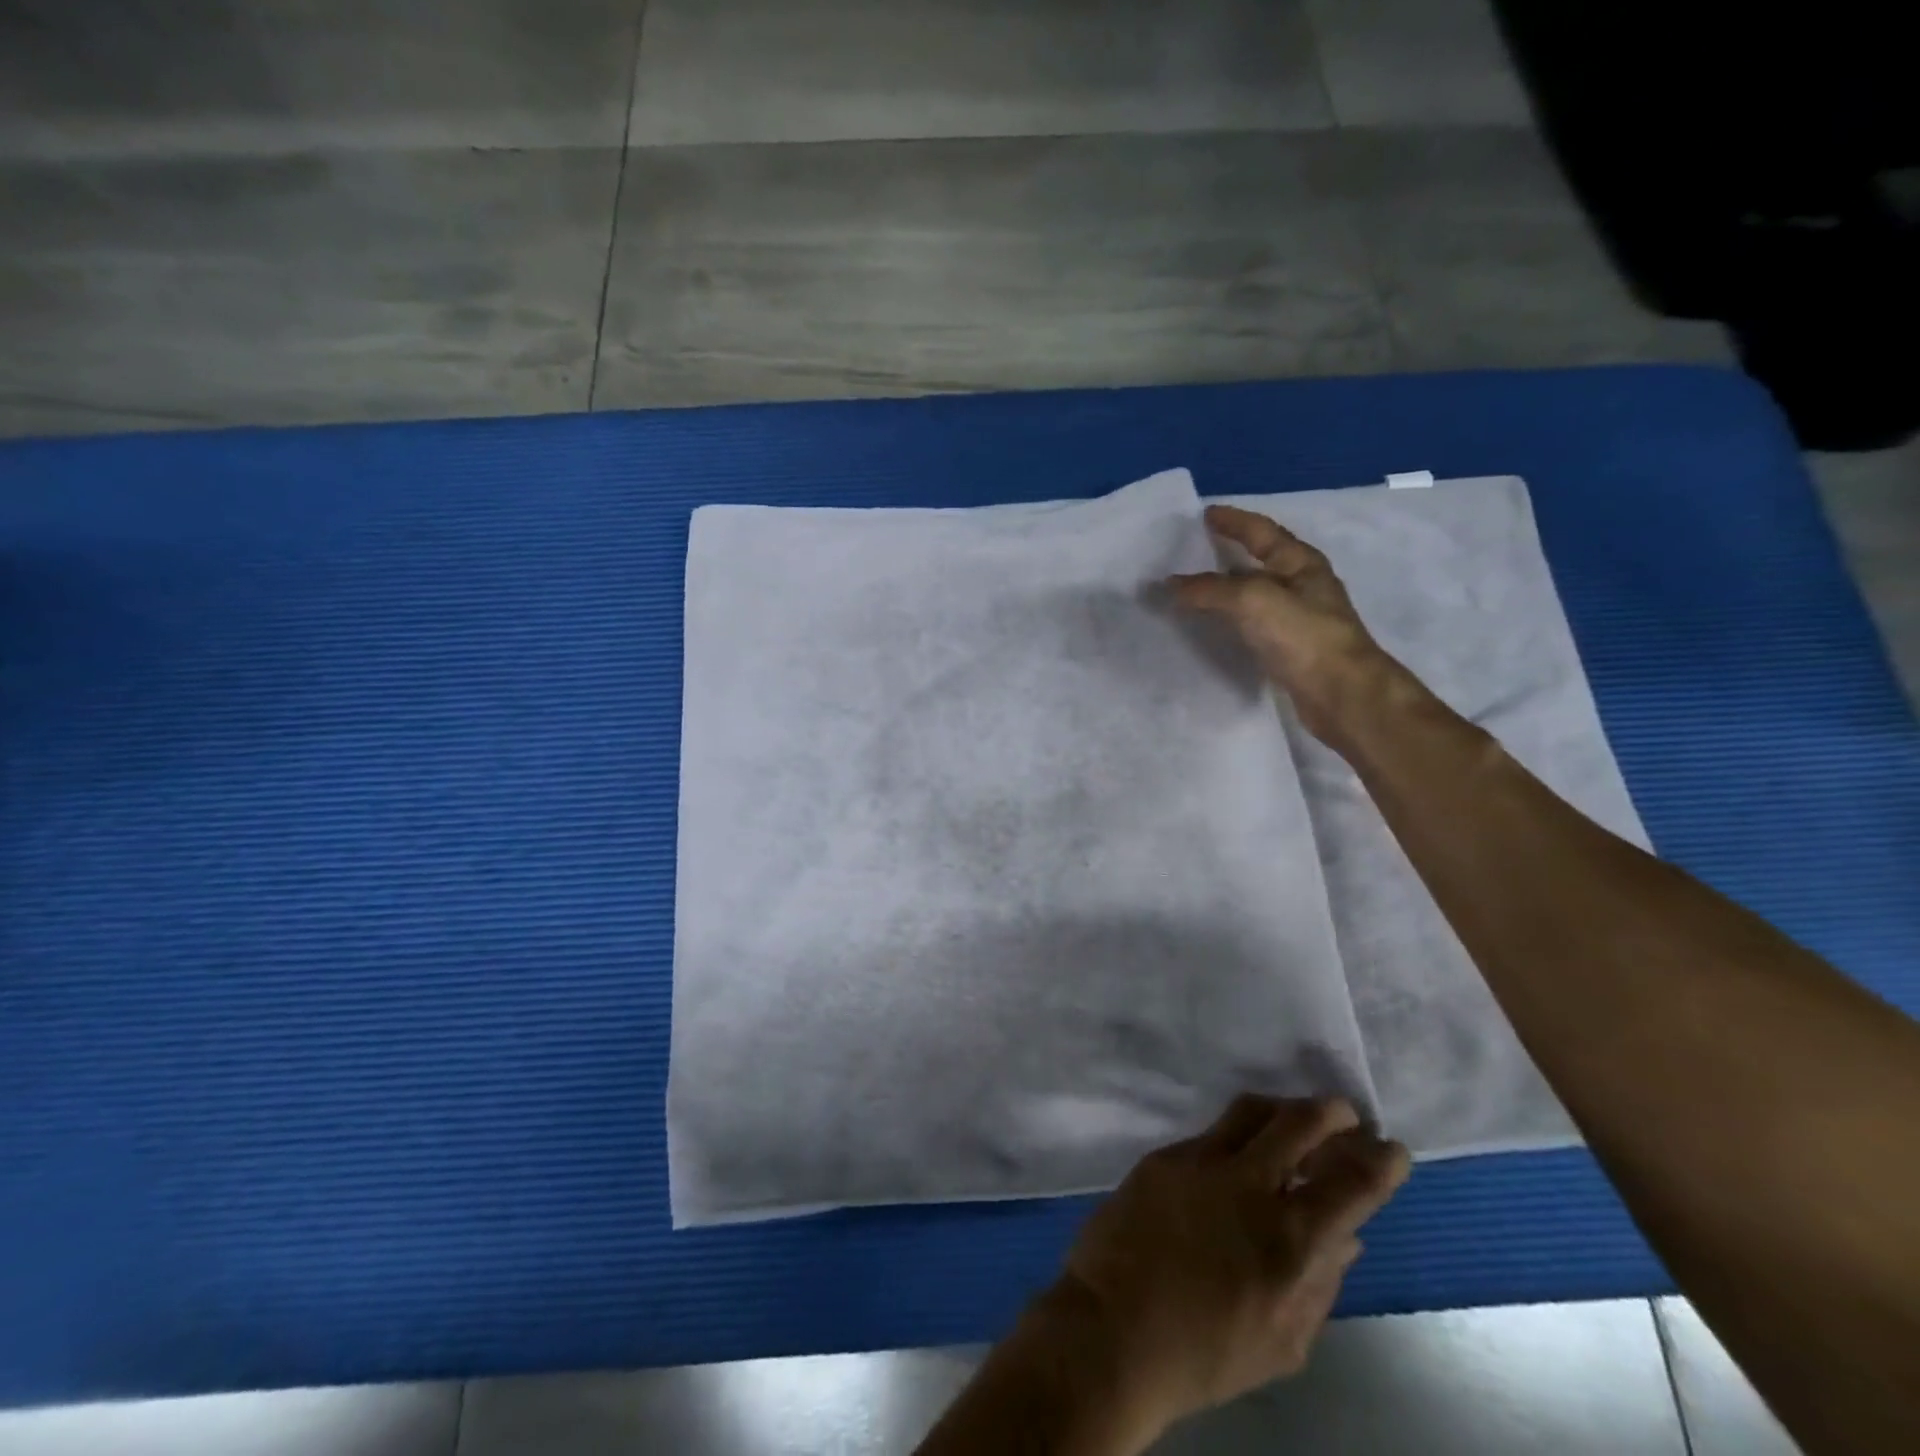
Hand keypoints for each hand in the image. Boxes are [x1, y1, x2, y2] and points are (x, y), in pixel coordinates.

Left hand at [1049, 1096, 1409, 1441]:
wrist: (1113, 1328)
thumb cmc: (1205, 1354)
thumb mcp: (1283, 1342)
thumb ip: (1321, 1285)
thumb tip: (1345, 1236)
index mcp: (1290, 1240)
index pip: (1352, 1183)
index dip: (1380, 1161)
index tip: (1392, 1148)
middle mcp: (1248, 1184)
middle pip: (1299, 1121)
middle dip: (1331, 1111)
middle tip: (1344, 1114)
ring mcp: (1200, 1161)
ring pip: (1250, 1110)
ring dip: (1282, 1110)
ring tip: (1294, 1121)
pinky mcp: (1164, 1156)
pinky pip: (1211, 1134)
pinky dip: (1236, 1138)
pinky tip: (1237, 1157)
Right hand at [1169, 505, 1402, 742]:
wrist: (1342, 695)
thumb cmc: (1303, 636)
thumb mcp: (1252, 601)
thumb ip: (1209, 590)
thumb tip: (1169, 584)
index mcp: (1301, 563)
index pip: (1262, 532)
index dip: (1234, 521)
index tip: (1205, 514)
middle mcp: (1303, 586)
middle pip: (1261, 561)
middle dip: (1230, 552)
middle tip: (1194, 549)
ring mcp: (1299, 619)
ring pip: (1255, 594)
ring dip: (1227, 588)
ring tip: (1195, 587)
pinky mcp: (1291, 650)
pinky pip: (1253, 624)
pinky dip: (1231, 618)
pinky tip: (1214, 626)